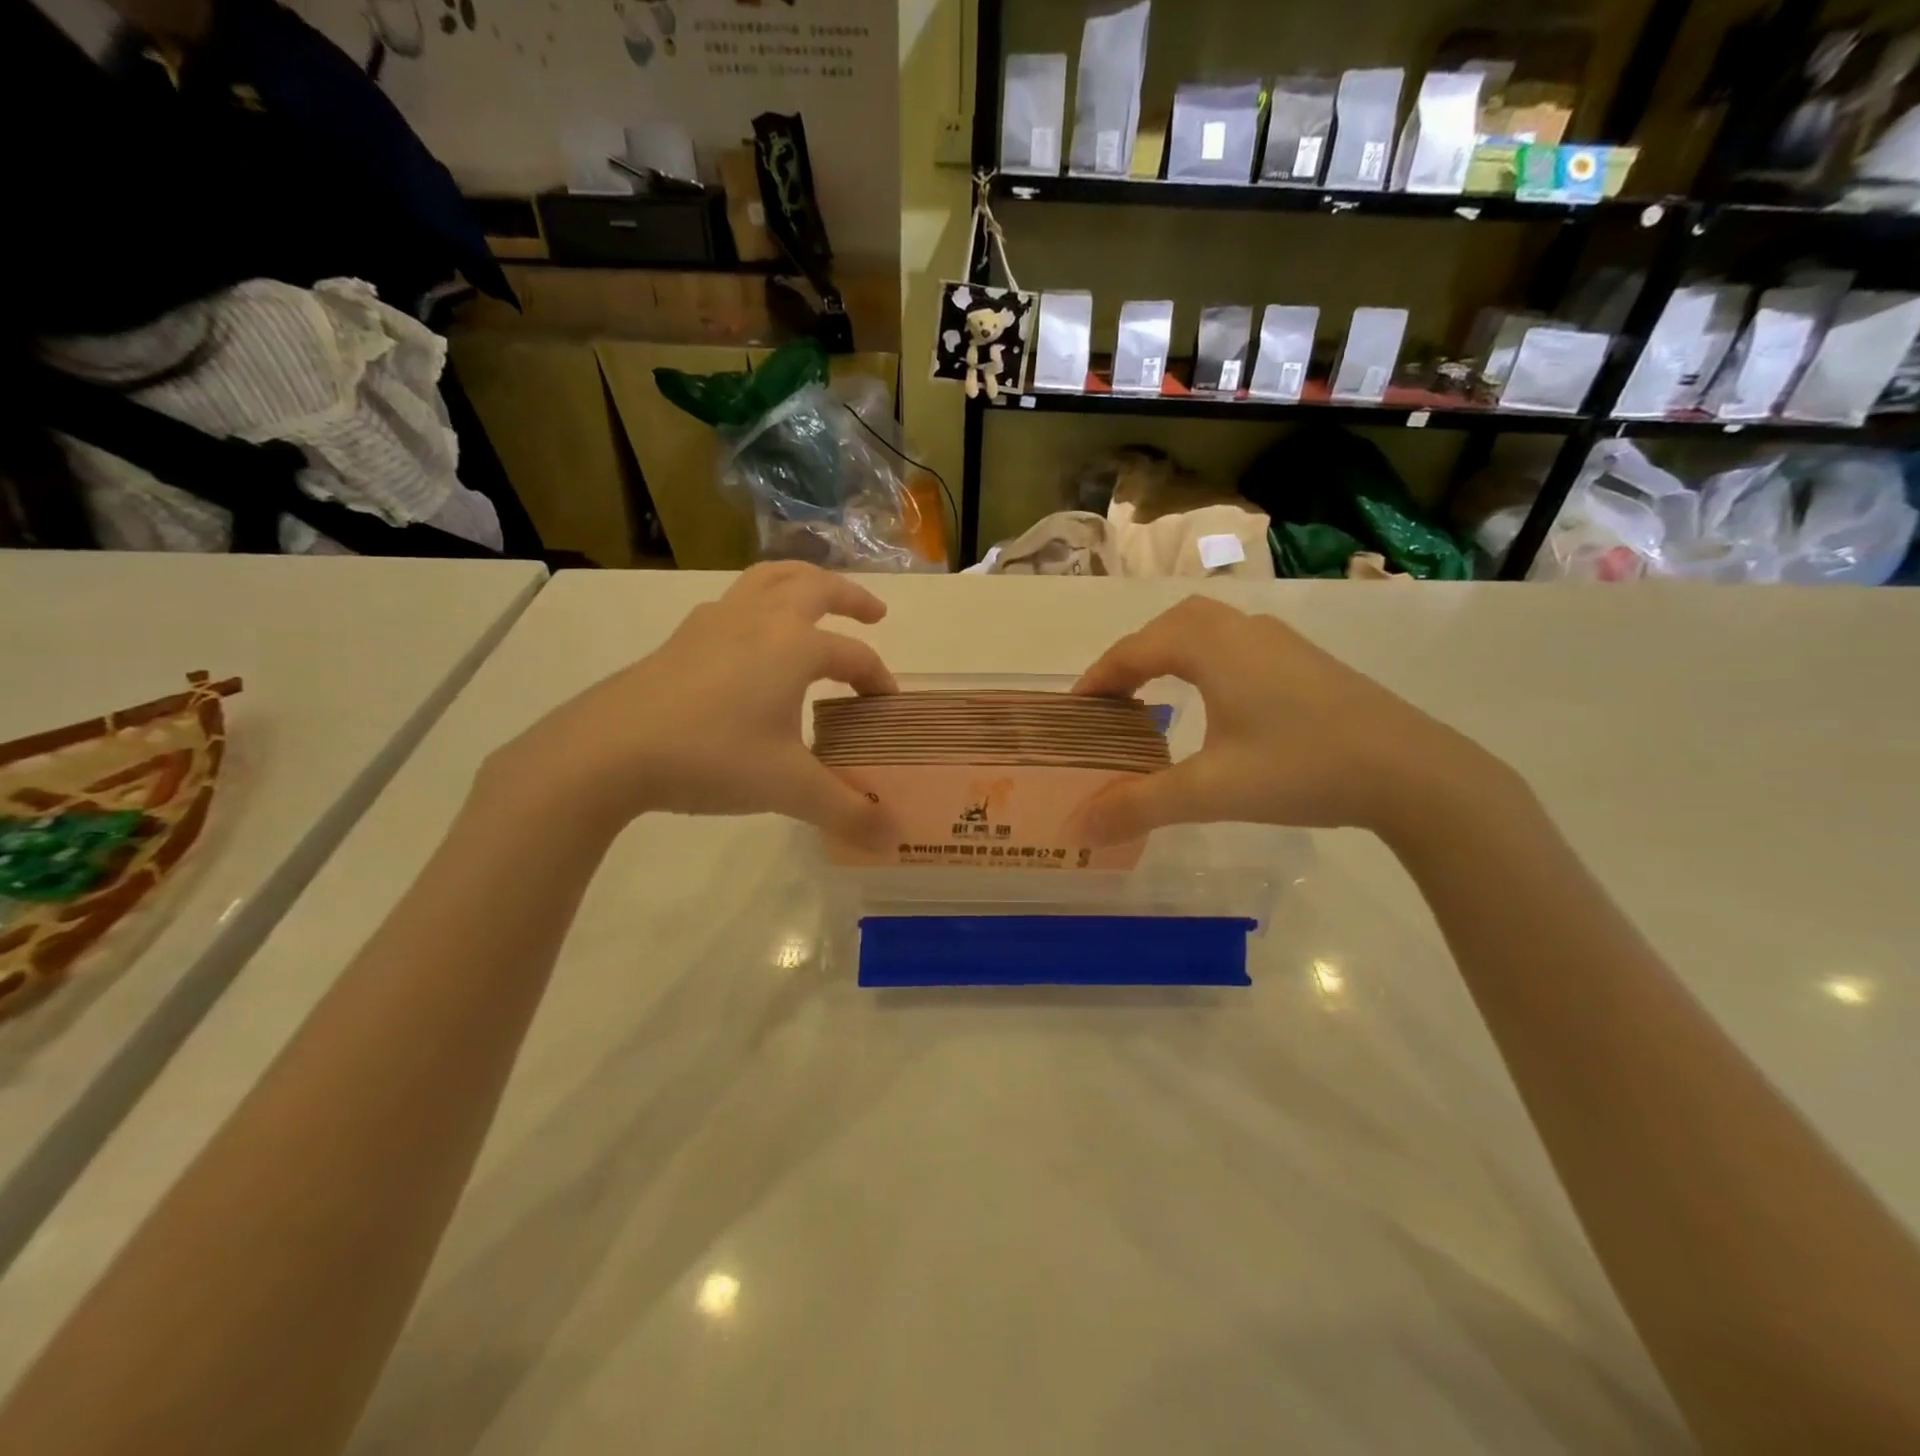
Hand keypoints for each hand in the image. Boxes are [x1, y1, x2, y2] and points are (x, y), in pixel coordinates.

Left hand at [485, 563, 897, 845]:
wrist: (609, 750)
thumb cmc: (712, 757)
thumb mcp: (788, 789)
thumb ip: (847, 811)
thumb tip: (893, 841)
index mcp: (795, 646)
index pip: (854, 656)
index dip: (878, 680)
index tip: (886, 707)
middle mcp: (761, 619)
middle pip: (815, 587)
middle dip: (851, 596)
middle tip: (875, 613)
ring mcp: (716, 621)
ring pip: (769, 579)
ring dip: (802, 582)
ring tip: (816, 599)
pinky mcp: (683, 637)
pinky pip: (734, 601)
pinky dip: (759, 603)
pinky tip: (751, 637)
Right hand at [1069, 596, 1515, 845]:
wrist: (1414, 773)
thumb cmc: (1303, 769)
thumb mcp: (1211, 791)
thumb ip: (1138, 806)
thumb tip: (1077, 826)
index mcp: (1213, 647)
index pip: (1135, 649)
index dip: (1098, 678)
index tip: (1074, 712)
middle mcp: (1243, 630)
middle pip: (1169, 625)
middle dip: (1133, 656)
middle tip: (1113, 700)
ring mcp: (1281, 642)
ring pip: (1207, 628)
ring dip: (1171, 653)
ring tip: (1154, 696)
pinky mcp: (1307, 662)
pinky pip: (1235, 644)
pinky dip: (1204, 660)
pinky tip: (1215, 702)